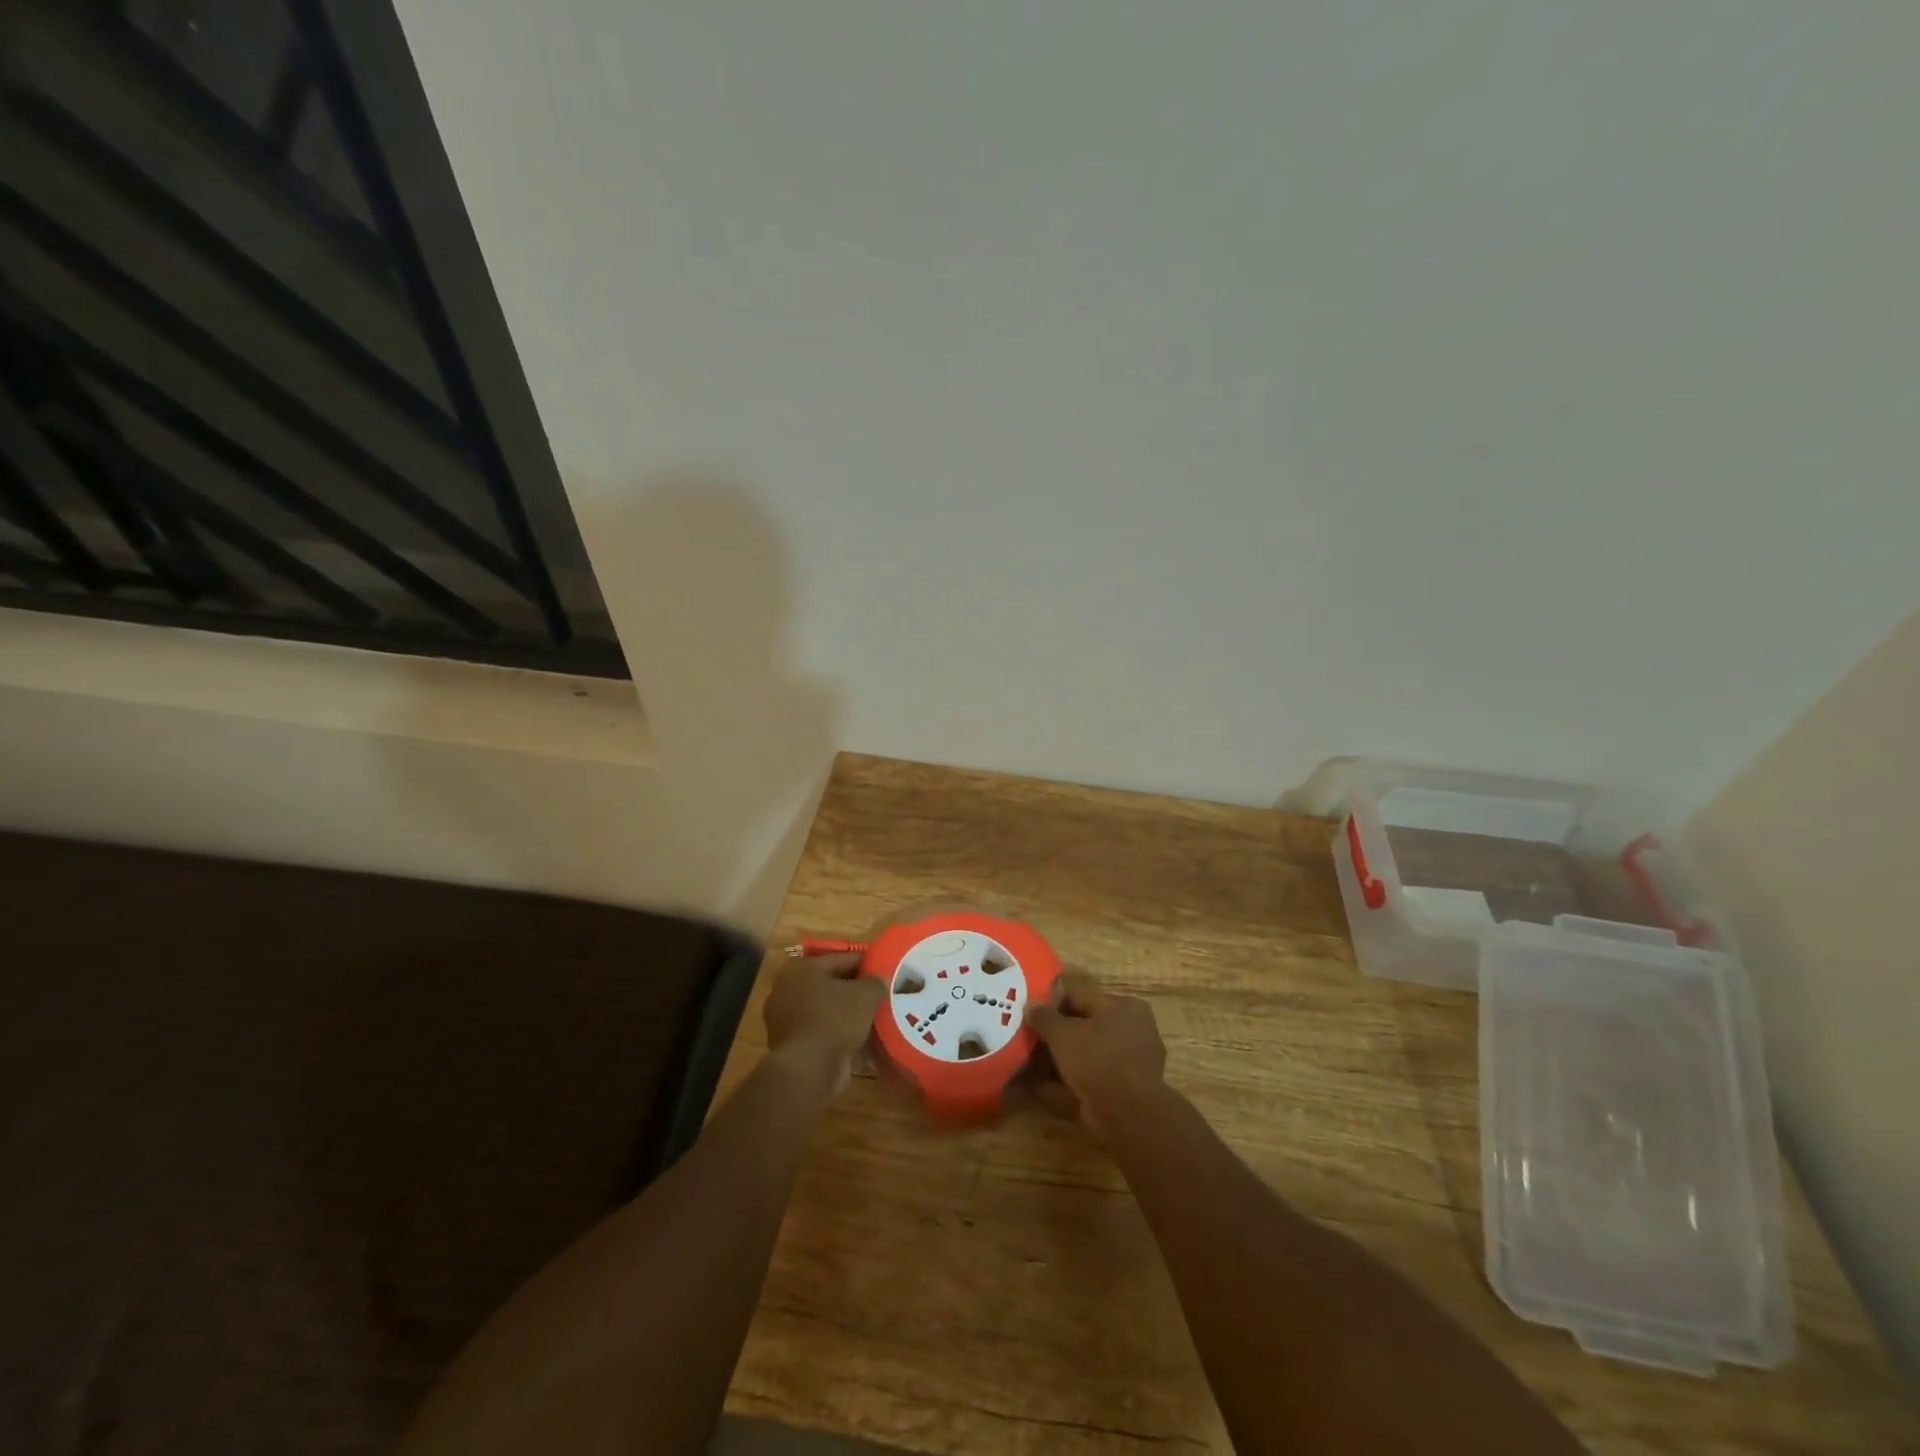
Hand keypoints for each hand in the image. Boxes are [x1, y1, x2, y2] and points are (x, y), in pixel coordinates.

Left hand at [763, 952, 884, 1097]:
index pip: (842, 959)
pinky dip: (839, 1034)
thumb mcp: (865, 994)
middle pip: (831, 985)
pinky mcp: (792, 1046)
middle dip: (854, 990)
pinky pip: (822, 1032)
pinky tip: (862, 1039)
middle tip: (881, 994)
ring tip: (875, 1017)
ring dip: (847, 1014)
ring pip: (826, 1010)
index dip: (866, 964)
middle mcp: (787, 990)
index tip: (885, 970)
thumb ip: (875, 983)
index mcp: (801, 968)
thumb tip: (879, 982)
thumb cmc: (834, 1018)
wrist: (808, 1068)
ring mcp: (786, 1020)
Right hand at [1027, 972, 1166, 1136]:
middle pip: (1086, 1025)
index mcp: (1124, 1006)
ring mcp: (1133, 1062)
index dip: (1053, 1002)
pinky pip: (1093, 1077)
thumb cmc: (1097, 1058)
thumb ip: (1044, 1017)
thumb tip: (1030, 1005)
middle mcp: (1134, 1029)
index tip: (1031, 1012)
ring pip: (1089, 1053)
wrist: (1127, 1113)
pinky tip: (1046, 1086)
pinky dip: (1072, 1080)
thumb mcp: (1062, 1033)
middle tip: (1031, 1037)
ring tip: (1033, 1062)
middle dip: (1058, 1033)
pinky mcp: (1127, 1090)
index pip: (1081, 996)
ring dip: (1063, 1058)